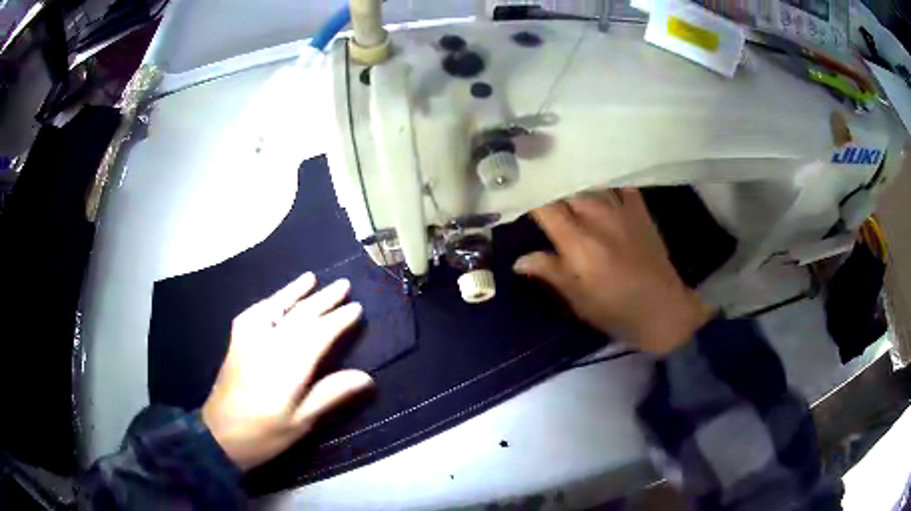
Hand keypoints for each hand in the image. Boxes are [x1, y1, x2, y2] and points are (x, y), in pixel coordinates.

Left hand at [202, 273, 373, 470]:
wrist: (220, 434)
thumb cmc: (265, 432)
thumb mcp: (302, 421)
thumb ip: (332, 394)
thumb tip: (367, 377)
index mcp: (289, 362)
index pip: (320, 332)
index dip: (340, 318)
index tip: (357, 307)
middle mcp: (270, 342)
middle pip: (301, 314)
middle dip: (323, 299)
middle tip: (344, 284)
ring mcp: (250, 338)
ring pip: (276, 307)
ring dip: (295, 291)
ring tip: (311, 278)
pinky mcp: (237, 341)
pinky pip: (255, 313)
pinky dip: (269, 302)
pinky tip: (275, 300)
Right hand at [513, 189, 712, 354]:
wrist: (663, 309)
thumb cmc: (616, 310)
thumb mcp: (578, 300)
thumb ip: (551, 273)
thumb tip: (519, 259)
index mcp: (578, 242)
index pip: (545, 207)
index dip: (529, 196)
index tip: (518, 193)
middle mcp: (597, 218)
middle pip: (566, 188)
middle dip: (550, 186)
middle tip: (538, 187)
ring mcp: (621, 210)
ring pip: (590, 183)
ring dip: (574, 181)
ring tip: (562, 177)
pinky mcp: (640, 210)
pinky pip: (620, 184)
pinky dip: (606, 181)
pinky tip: (599, 181)